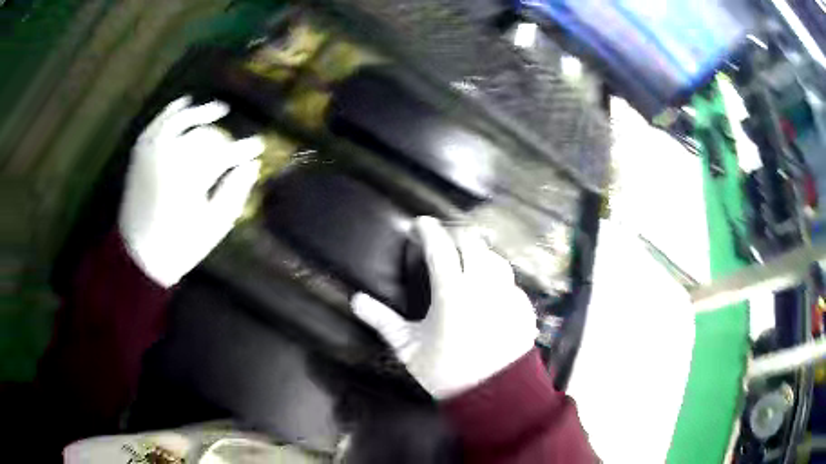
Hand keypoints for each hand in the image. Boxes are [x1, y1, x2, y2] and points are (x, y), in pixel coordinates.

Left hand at [119, 96, 263, 287]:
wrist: (138, 256)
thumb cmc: (179, 245)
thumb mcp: (213, 226)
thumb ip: (234, 193)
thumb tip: (253, 166)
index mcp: (190, 177)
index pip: (225, 153)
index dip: (244, 149)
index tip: (258, 146)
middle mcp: (170, 156)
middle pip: (205, 136)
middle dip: (224, 140)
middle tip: (235, 148)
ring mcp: (152, 151)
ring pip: (182, 120)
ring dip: (202, 111)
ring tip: (219, 108)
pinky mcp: (141, 153)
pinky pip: (157, 123)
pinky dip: (171, 110)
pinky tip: (185, 102)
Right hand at [352, 217, 537, 398]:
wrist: (493, 395)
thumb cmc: (446, 371)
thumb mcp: (408, 347)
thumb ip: (382, 320)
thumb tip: (356, 300)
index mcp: (452, 292)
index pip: (439, 246)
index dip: (428, 229)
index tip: (419, 223)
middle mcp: (483, 285)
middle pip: (472, 242)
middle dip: (455, 234)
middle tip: (443, 241)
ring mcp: (507, 294)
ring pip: (495, 258)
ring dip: (479, 253)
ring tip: (468, 261)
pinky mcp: (523, 306)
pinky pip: (510, 281)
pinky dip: (497, 278)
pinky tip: (490, 291)